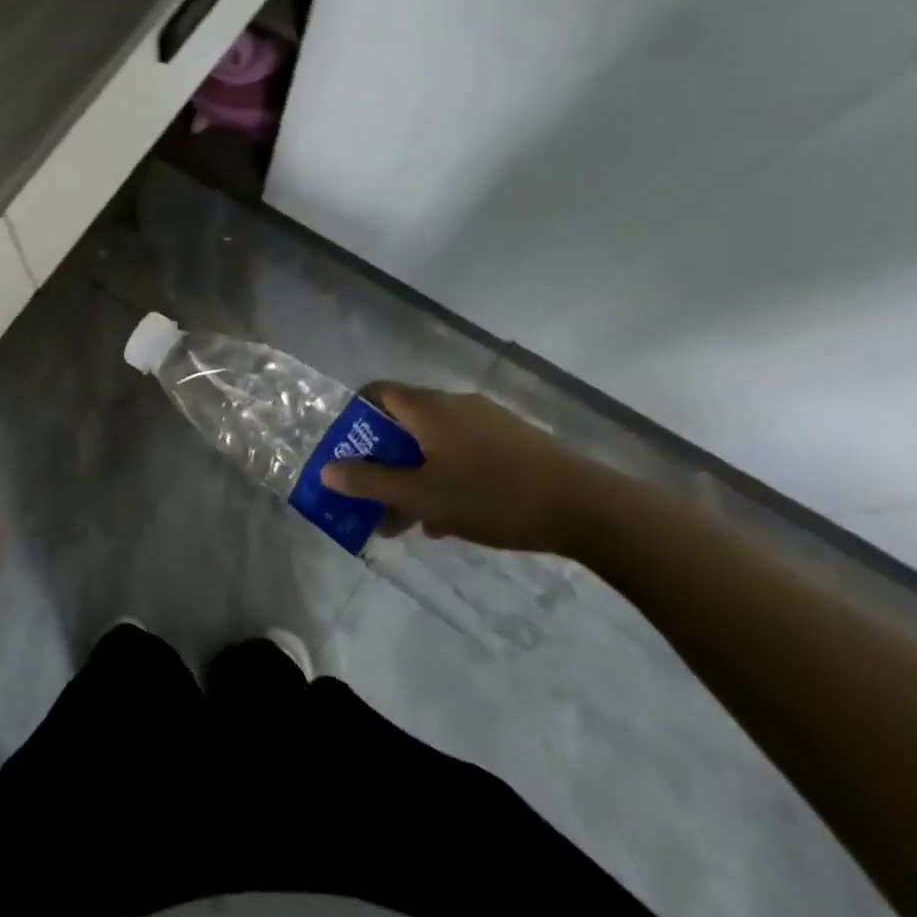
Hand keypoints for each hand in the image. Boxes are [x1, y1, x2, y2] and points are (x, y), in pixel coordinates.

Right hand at [321, 385, 601, 553]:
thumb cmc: (491, 496)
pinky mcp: (516, 444)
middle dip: (383, 462)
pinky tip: (451, 521)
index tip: (346, 454)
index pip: (376, 393)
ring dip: (415, 478)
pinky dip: (446, 479)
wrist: (590, 509)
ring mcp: (490, 423)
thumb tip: (326, 469)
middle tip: (373, 499)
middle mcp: (456, 405)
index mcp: (429, 408)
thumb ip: (369, 482)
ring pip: (434, 445)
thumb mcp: (420, 495)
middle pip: (404, 425)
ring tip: (410, 523)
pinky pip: (464, 454)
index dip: (353, 420)